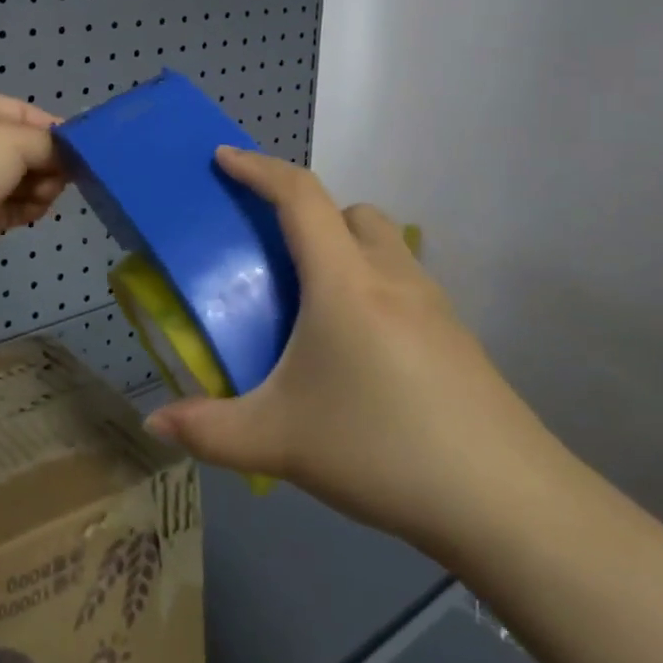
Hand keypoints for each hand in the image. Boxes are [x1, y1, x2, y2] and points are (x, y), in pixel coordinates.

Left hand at [0, 91, 70, 275]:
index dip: (52, 127)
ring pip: (24, 179)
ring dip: (42, 186)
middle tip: (68, 173)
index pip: (21, 112)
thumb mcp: (17, 137)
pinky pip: (17, 207)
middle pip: (25, 149)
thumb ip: (50, 144)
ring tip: (48, 192)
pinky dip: (31, 207)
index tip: (81, 144)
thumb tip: (68, 157)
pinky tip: (38, 208)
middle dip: (49, 161)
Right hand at [145, 148, 562, 560]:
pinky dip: (371, 284)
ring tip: (314, 305)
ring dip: (343, 247)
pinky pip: (403, 280)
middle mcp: (391, 275)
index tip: (223, 158)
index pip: (299, 196)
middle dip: (306, 212)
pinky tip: (359, 349)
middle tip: (272, 253)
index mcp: (343, 281)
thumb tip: (155, 423)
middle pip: (348, 210)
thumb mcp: (279, 442)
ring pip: (382, 243)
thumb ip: (208, 430)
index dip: (258, 168)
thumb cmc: (381, 449)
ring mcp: (433, 304)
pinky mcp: (457, 336)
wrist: (507, 503)